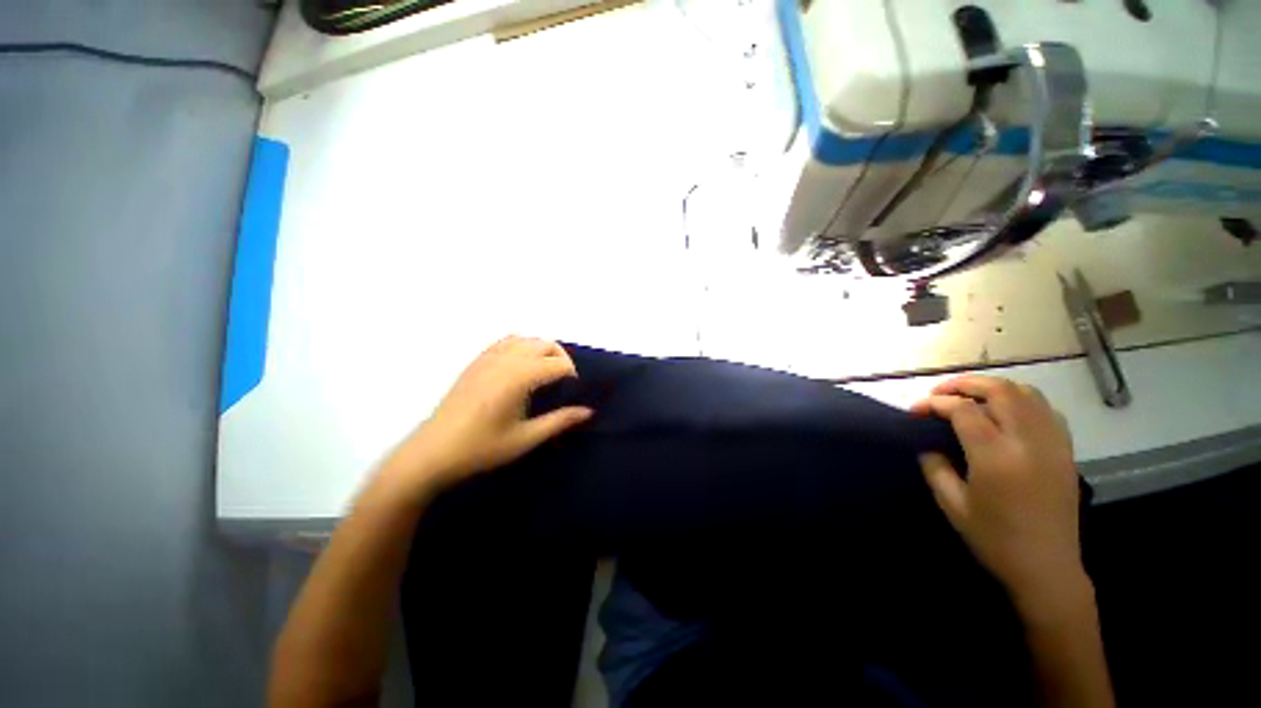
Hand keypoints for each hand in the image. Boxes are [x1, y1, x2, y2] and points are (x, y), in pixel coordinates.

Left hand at [388, 336, 592, 493]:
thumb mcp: (526, 438)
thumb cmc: (482, 448)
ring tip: (544, 371)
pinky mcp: (476, 361)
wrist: (433, 452)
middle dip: (561, 358)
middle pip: (545, 344)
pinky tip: (520, 365)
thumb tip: (587, 411)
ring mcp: (488, 357)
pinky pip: (505, 341)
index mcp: (520, 377)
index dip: (572, 376)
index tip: (573, 393)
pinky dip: (521, 346)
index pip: (558, 365)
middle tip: (563, 381)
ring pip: (526, 338)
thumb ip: (559, 421)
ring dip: (542, 349)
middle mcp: (506, 360)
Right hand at [911, 375, 1087, 612]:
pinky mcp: (1066, 451)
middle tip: (939, 393)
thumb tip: (926, 443)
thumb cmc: (994, 540)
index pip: (963, 409)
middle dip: (964, 384)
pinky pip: (1045, 409)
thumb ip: (934, 467)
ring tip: (970, 397)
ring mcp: (1053, 444)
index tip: (915, 410)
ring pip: (1026, 393)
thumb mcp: (952, 505)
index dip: (935, 403)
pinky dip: (1020, 400)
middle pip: (999, 390)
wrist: (1047, 568)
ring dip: (993, 387)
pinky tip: (1005, 413)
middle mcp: (1028, 442)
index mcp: (996, 457)